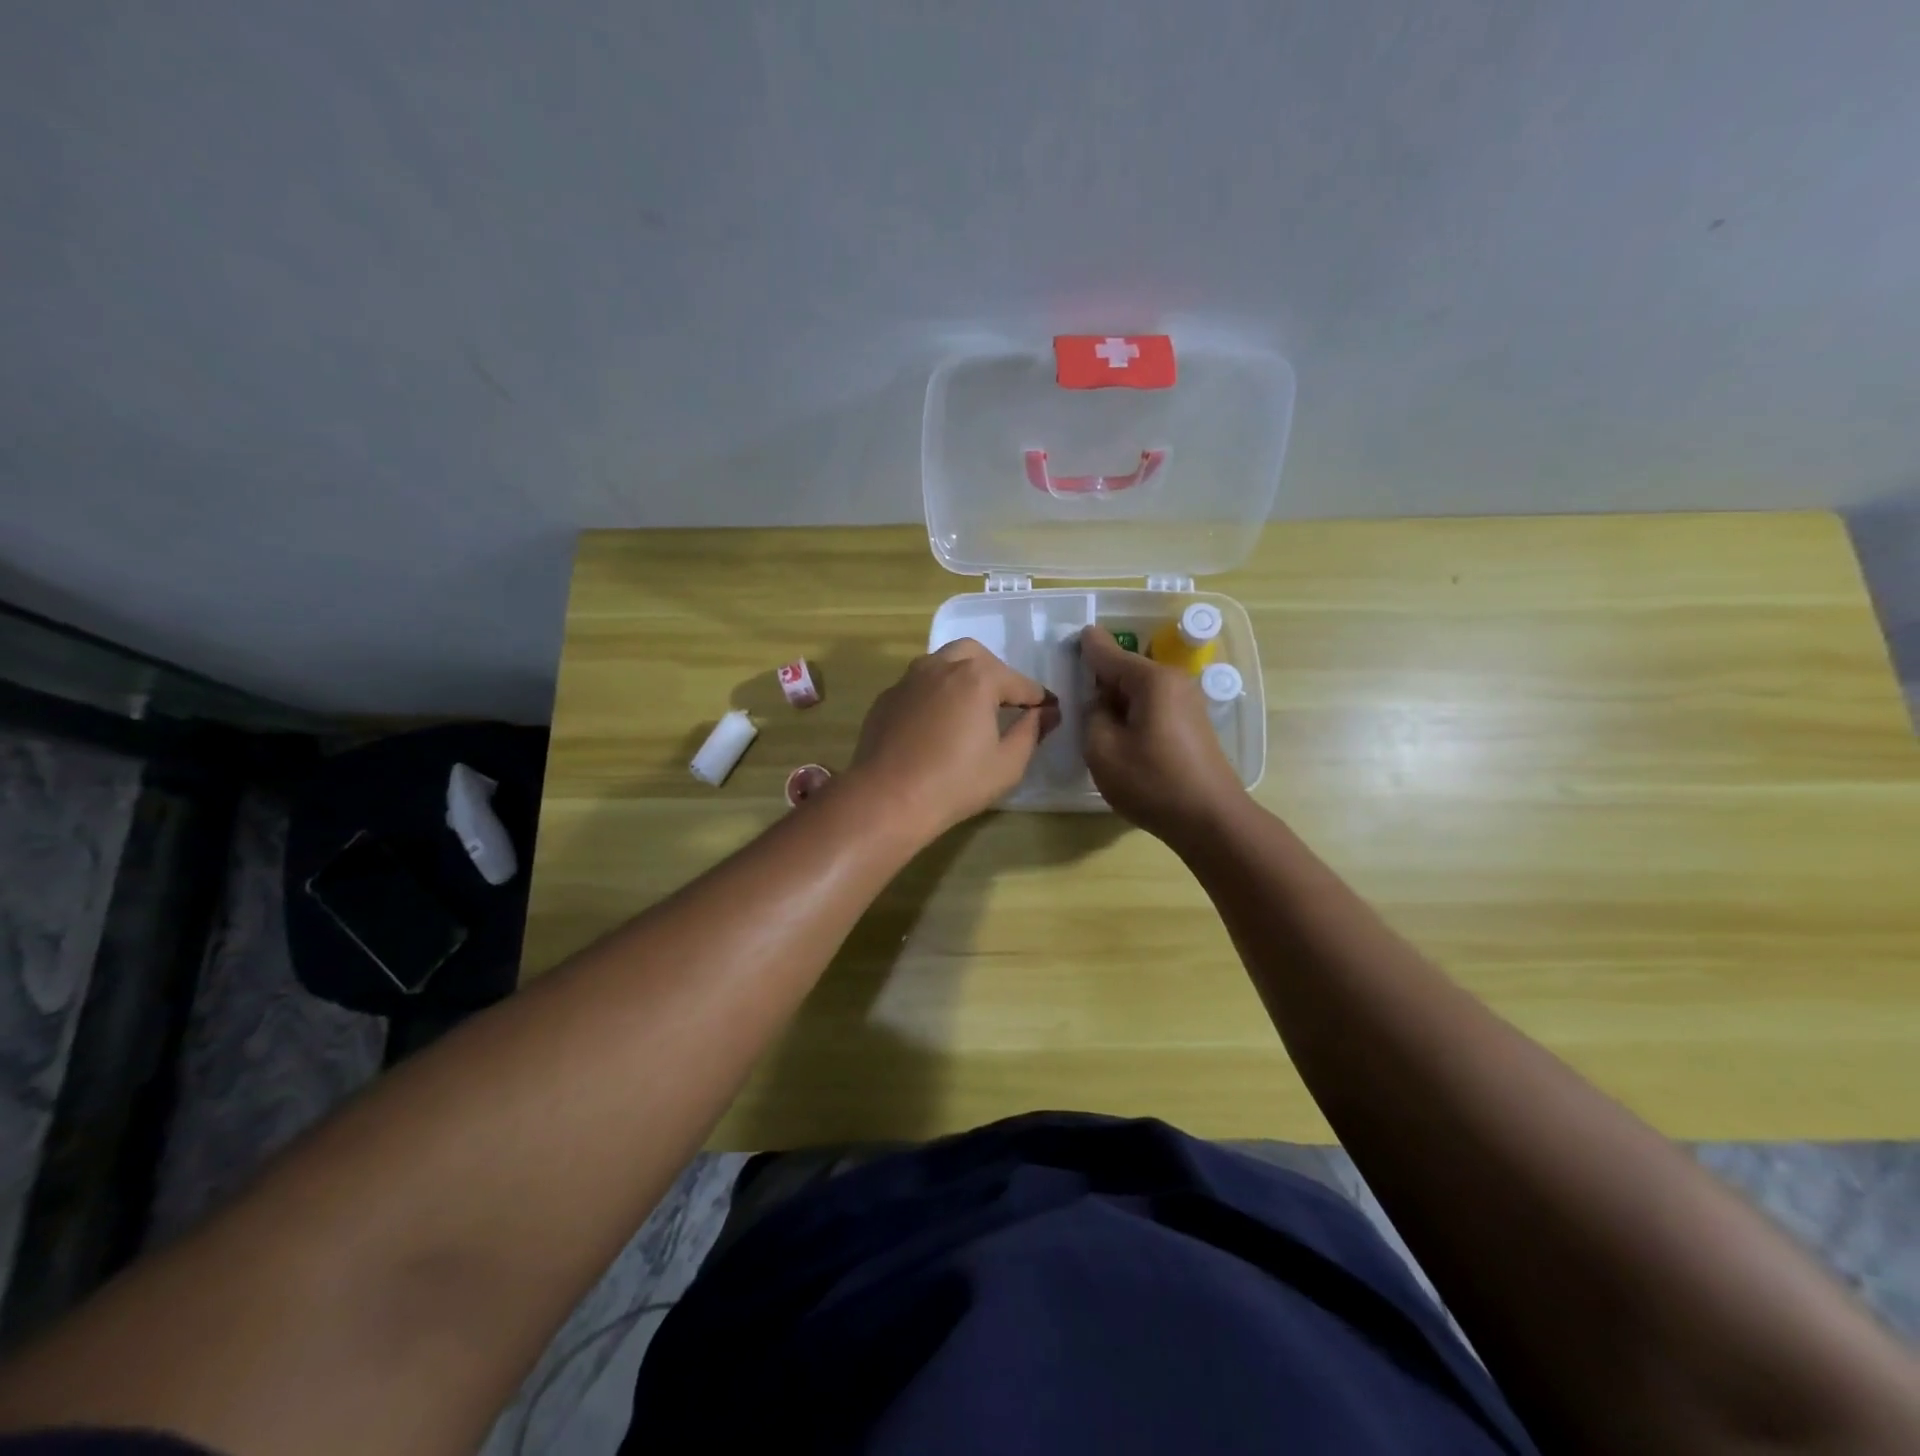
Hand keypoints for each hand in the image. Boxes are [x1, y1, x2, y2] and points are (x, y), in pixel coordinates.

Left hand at [848, 639, 1058, 840]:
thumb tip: (1045, 712)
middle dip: (996, 675)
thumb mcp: (1007, 764)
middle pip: (977, 656)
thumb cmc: (955, 783)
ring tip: (971, 710)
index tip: (1050, 712)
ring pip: (943, 663)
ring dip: (962, 678)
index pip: (1019, 683)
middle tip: (1005, 704)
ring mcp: (909, 679)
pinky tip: (937, 724)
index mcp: (977, 677)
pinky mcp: (887, 698)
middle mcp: (942, 666)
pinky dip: (935, 694)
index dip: (1039, 699)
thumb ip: (1031, 731)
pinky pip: (919, 685)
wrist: (887, 799)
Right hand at [1082, 627, 1244, 844]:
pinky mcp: (1191, 724)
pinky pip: (1153, 706)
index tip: (1070, 637)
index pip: (1108, 653)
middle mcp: (1173, 682)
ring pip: (1139, 690)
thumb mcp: (1103, 750)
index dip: (1086, 646)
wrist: (1210, 820)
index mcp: (1151, 680)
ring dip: (1116, 698)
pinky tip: (1120, 734)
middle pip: (1126, 669)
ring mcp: (1187, 702)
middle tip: (1073, 688)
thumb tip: (1101, 704)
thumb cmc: (1153, 782)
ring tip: (1092, 716)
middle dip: (1100, 676)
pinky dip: (1133, 713)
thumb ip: (1093, 715)